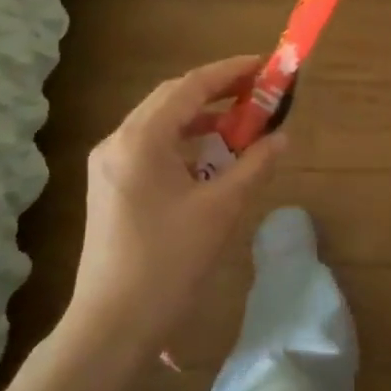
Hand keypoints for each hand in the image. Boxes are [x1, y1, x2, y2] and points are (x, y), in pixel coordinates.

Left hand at [62, 55, 287, 366]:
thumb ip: (254, 166)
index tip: (265, 65)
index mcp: (140, 140)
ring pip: (160, 123)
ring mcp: (108, 165)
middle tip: (258, 90)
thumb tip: (281, 138)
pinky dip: (184, 142)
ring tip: (241, 120)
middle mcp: (117, 142)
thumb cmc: (168, 264)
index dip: (230, 72)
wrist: (112, 325)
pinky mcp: (110, 187)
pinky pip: (151, 147)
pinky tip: (210, 156)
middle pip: (171, 99)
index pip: (190, 87)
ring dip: (201, 117)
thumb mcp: (220, 211)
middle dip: (217, 90)